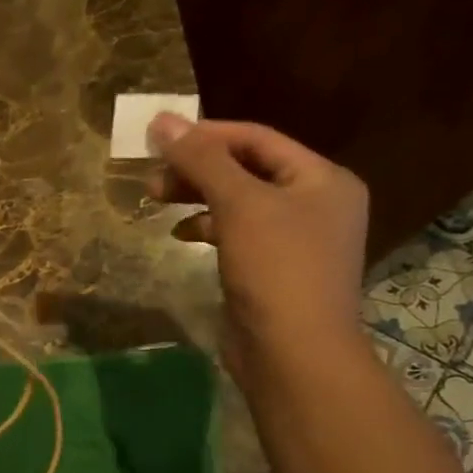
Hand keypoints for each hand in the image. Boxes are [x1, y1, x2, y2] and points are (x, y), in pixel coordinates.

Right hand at [148, 113, 369, 382]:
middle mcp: (315, 203)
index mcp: (322, 179)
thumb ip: (201, 160)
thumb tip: (162, 120)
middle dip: (197, 169)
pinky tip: (181, 234)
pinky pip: (237, 233)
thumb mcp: (238, 205)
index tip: (158, 140)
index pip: (258, 139)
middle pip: (247, 169)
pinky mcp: (272, 269)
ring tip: (156, 200)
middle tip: (151, 177)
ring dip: (197, 197)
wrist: (293, 353)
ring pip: (238, 202)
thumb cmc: (275, 269)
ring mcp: (295, 239)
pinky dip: (206, 227)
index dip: (206, 135)